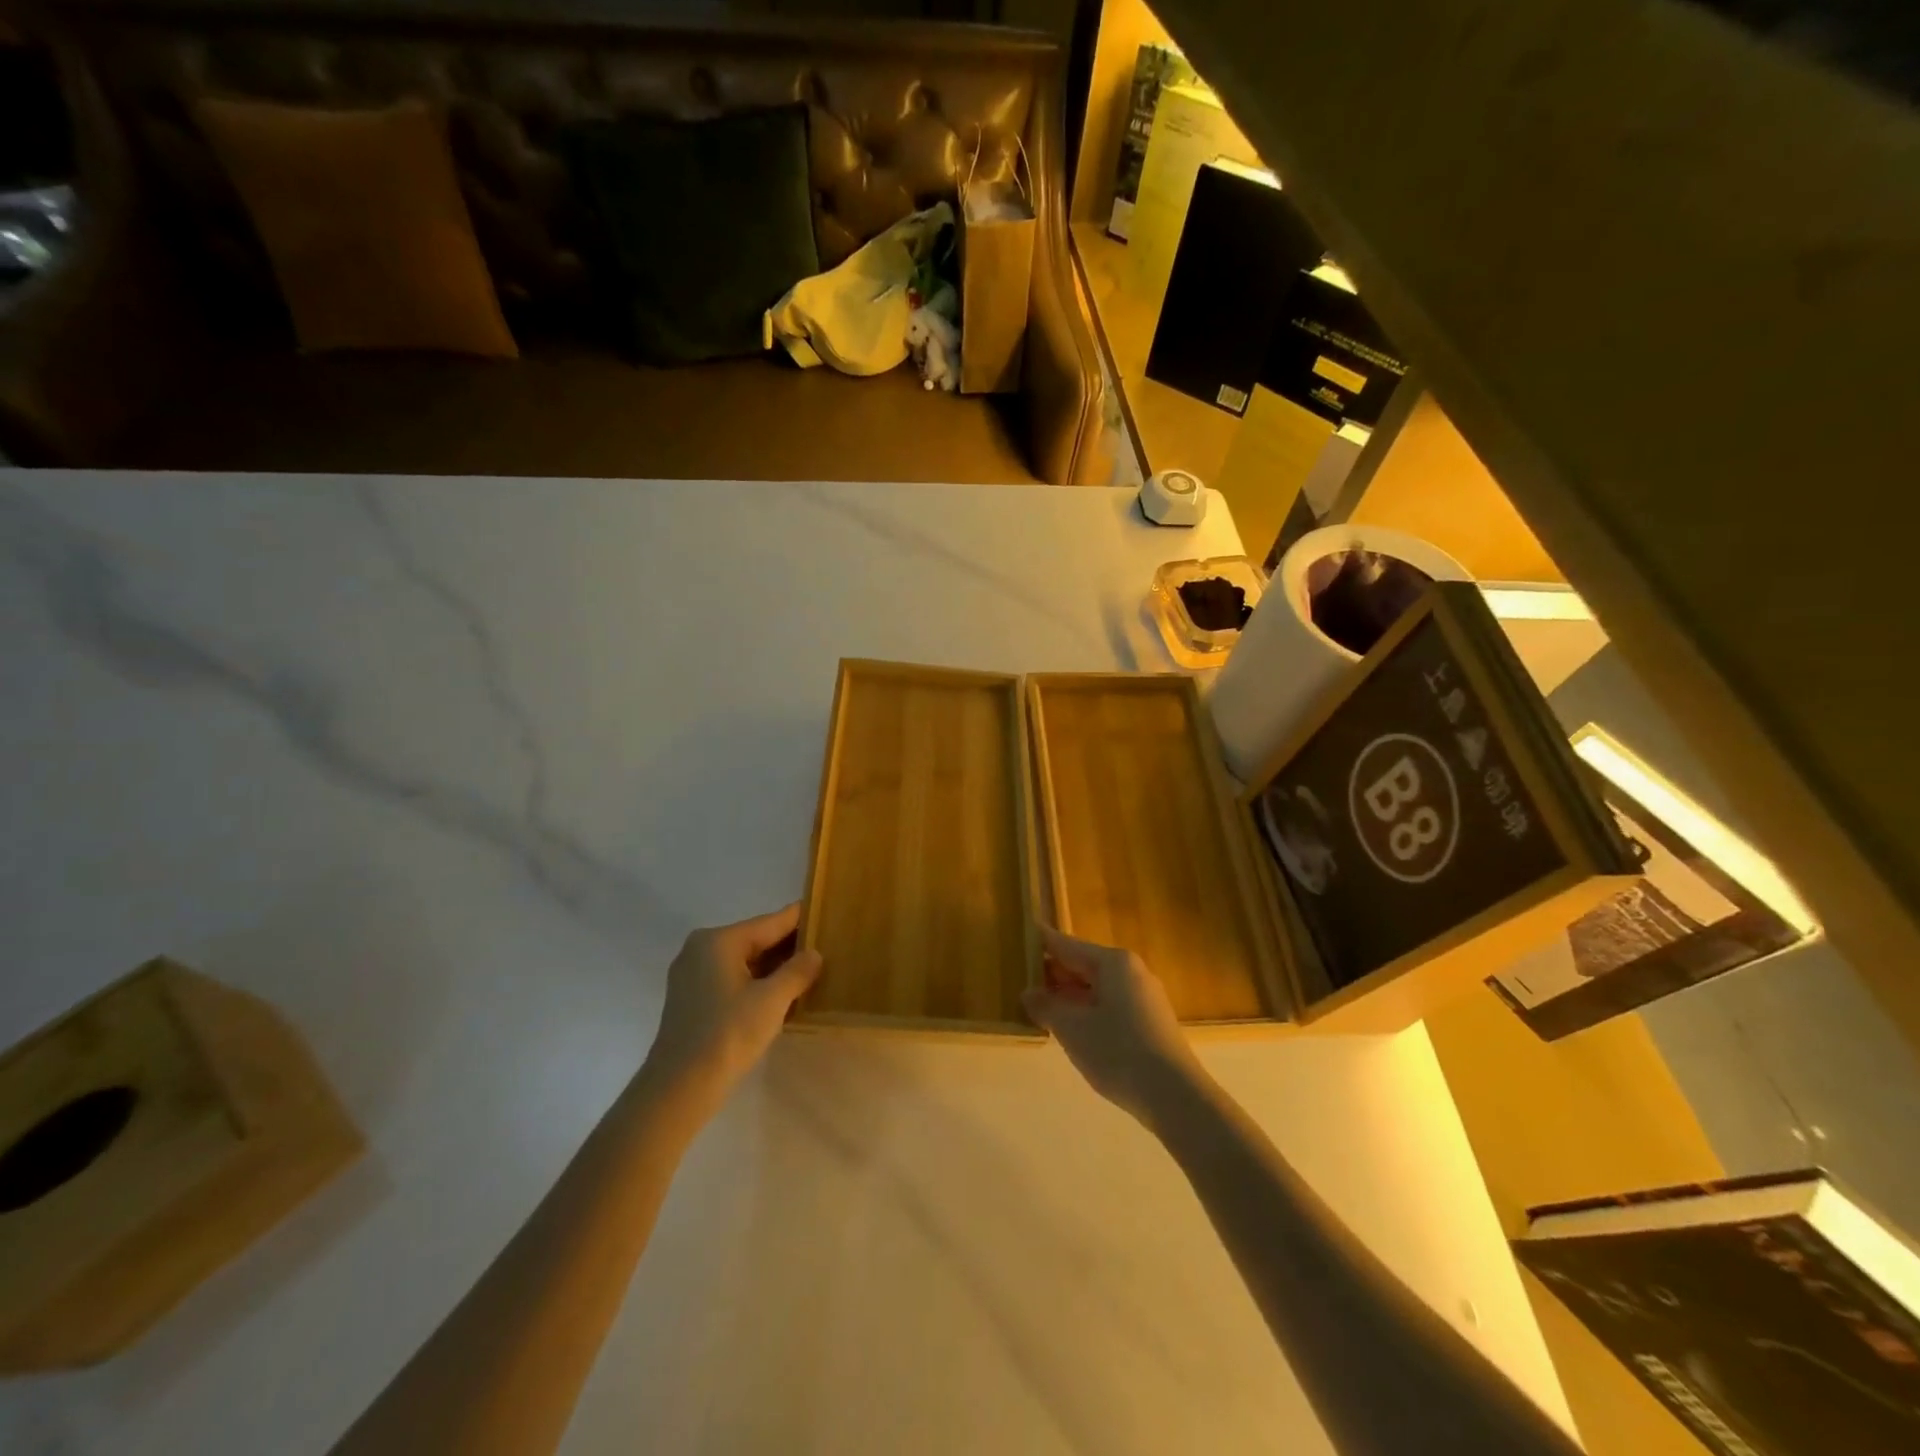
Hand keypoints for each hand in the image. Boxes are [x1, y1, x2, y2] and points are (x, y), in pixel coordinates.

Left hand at [643, 904, 822, 1114]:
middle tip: (825, 949)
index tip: (825, 913)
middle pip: (756, 940)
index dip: (800, 919)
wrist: (679, 1088)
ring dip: (773, 968)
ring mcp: (692, 974)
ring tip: (809, 972)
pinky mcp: (691, 999)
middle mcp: (701, 949)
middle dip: (788, 947)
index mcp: (719, 940)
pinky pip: (731, 979)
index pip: (770, 922)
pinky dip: (755, 983)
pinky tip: (779, 995)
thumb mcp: (772, 1000)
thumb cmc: (728, 1034)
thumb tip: (814, 954)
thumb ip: (797, 971)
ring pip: (744, 961)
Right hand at [1023, 927, 1204, 1125]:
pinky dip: (1086, 1011)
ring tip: (1037, 1005)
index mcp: (1113, 962)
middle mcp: (1131, 971)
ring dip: (1067, 995)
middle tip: (1019, 978)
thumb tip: (1028, 993)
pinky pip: (1109, 1005)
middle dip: (1052, 973)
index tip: (1019, 935)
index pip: (1067, 945)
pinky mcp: (1149, 1022)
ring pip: (1096, 988)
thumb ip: (1046, 1006)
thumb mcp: (1072, 1028)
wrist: (1175, 1096)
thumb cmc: (1118, 1051)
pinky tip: (1070, 1028)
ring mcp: (1143, 997)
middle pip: (1083, 965)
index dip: (1041, 942)